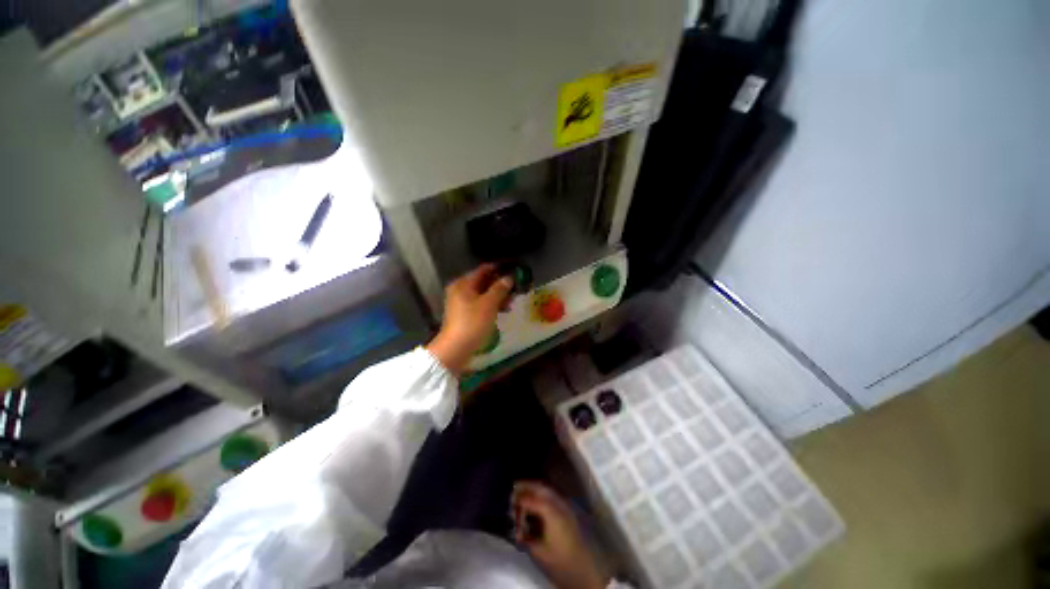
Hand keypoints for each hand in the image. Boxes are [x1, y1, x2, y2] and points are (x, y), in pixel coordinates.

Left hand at [426, 264, 512, 375]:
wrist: (456, 348)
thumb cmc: (473, 322)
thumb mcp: (489, 304)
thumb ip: (500, 288)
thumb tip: (509, 278)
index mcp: (463, 284)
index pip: (483, 270)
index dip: (499, 269)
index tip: (513, 270)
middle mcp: (460, 290)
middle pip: (483, 282)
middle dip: (500, 284)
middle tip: (516, 287)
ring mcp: (462, 303)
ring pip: (483, 294)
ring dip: (498, 296)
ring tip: (512, 300)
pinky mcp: (465, 314)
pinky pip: (481, 304)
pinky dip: (492, 305)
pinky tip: (504, 309)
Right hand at [512, 481, 607, 588]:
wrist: (584, 570)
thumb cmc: (560, 562)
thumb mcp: (539, 552)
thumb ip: (526, 537)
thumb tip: (517, 528)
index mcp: (551, 512)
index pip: (532, 499)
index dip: (519, 498)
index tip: (509, 500)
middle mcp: (559, 504)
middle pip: (541, 488)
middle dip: (527, 486)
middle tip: (514, 487)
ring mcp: (566, 506)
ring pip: (548, 490)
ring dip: (535, 488)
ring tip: (523, 492)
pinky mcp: (568, 511)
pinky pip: (553, 496)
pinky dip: (542, 494)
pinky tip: (535, 501)